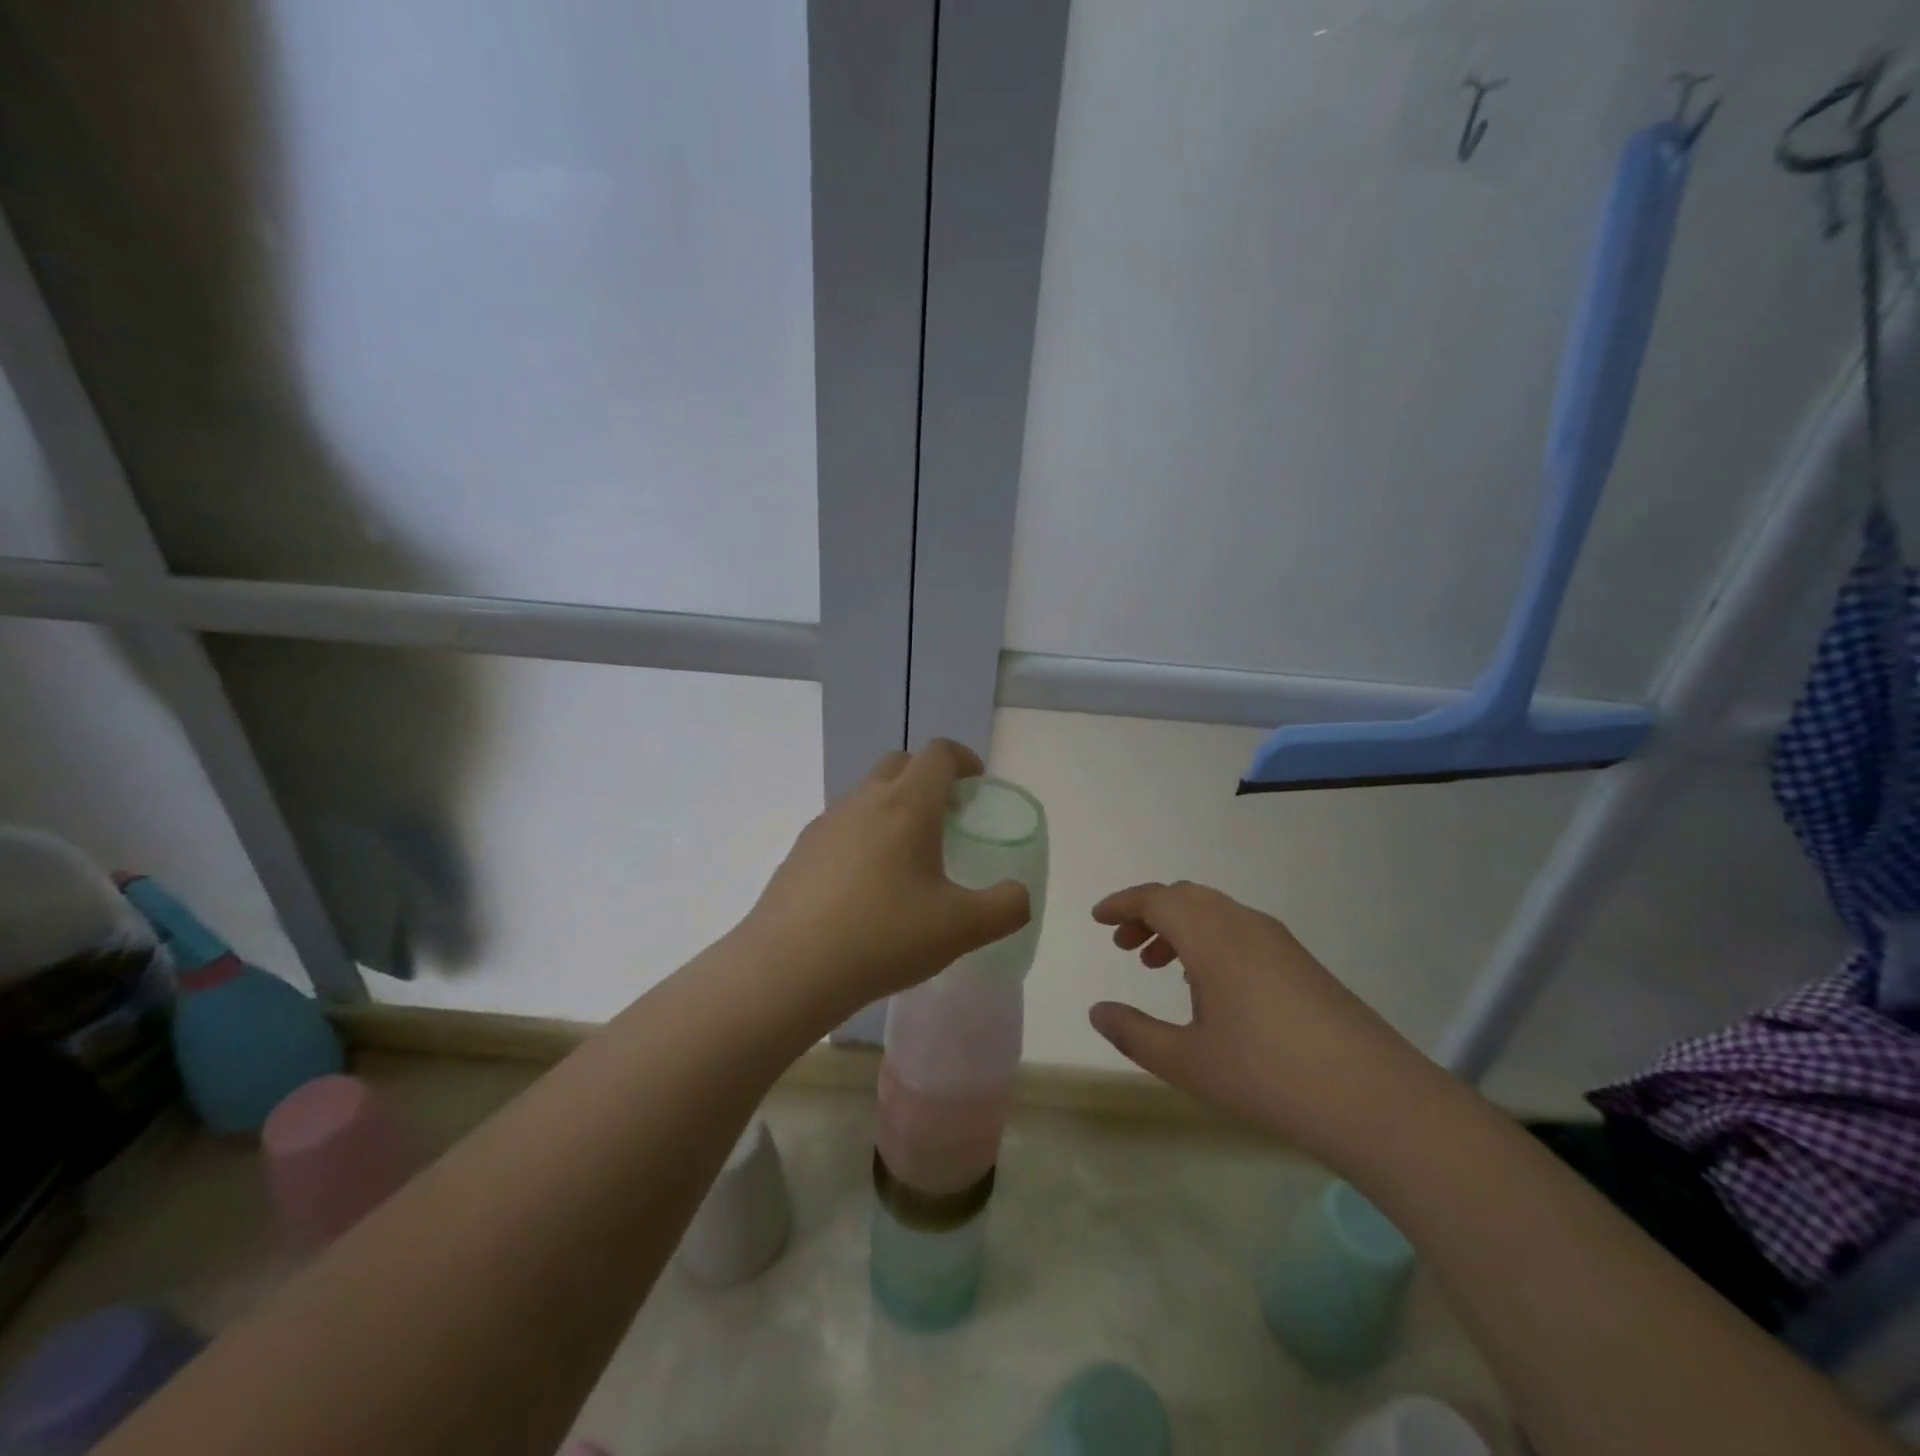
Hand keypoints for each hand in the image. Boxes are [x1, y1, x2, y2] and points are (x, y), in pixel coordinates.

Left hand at [744, 741, 1030, 1021]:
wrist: (788, 969)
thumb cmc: (883, 937)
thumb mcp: (961, 929)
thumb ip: (1006, 908)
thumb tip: (1018, 895)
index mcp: (907, 805)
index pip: (938, 753)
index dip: (963, 759)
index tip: (976, 785)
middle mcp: (864, 801)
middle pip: (899, 763)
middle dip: (927, 777)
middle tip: (946, 818)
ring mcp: (826, 823)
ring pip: (866, 794)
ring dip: (892, 807)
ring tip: (906, 858)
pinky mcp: (800, 850)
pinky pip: (841, 826)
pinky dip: (862, 836)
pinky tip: (864, 887)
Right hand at [1089, 881, 1434, 1163]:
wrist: (1376, 1099)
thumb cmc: (1267, 1076)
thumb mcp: (1187, 1062)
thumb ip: (1134, 1034)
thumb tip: (1097, 1012)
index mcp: (1211, 936)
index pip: (1155, 898)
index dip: (1122, 904)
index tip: (1097, 919)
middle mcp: (1243, 924)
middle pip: (1185, 897)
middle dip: (1149, 914)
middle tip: (1125, 947)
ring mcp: (1278, 941)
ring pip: (1215, 912)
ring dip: (1180, 928)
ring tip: (1159, 966)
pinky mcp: (1301, 962)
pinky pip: (1240, 930)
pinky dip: (1210, 940)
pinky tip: (1209, 986)